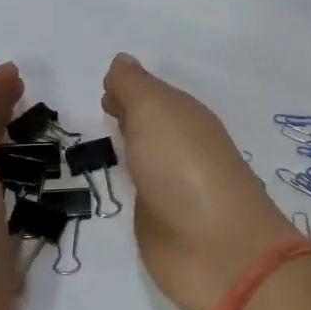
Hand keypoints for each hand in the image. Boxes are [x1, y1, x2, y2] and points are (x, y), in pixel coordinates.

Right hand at [102, 53, 299, 309]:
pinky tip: (110, 181)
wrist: (215, 249)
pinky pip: (138, 193)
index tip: (103, 87)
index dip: (129, 90)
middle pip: (151, 125)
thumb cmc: (184, 167)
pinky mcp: (161, 223)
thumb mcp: (155, 111)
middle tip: (98, 107)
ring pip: (144, 157)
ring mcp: (172, 187)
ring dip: (127, 148)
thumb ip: (134, 87)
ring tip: (95, 141)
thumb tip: (122, 60)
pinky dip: (126, 182)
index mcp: (185, 117)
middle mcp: (181, 147)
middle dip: (128, 115)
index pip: (152, 95)